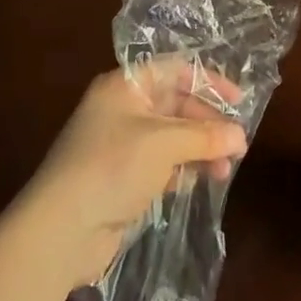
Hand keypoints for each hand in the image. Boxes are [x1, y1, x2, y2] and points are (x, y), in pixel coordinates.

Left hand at [14, 63, 247, 294]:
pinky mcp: (122, 178)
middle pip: (175, 104)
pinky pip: (162, 164)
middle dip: (208, 123)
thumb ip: (204, 136)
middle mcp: (122, 109)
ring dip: (200, 149)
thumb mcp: (163, 144)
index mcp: (125, 86)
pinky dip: (184, 169)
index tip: (238, 101)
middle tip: (238, 144)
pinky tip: (203, 181)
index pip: (174, 70)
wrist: (59, 231)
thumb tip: (241, 135)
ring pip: (171, 137)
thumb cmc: (111, 167)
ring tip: (226, 170)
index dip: (208, 81)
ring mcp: (121, 145)